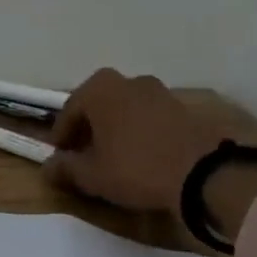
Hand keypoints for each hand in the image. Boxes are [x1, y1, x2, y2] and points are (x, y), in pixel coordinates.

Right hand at [43, 70, 256, 244]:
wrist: (207, 175)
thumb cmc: (137, 168)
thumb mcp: (92, 175)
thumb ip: (65, 168)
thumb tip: (48, 167)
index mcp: (99, 89)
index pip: (68, 112)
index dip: (61, 137)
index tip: (60, 158)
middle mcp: (128, 81)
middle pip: (98, 105)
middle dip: (90, 128)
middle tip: (86, 155)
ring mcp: (160, 92)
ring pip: (126, 110)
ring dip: (117, 129)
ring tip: (116, 157)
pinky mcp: (186, 109)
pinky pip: (151, 118)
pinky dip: (142, 132)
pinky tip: (144, 156)